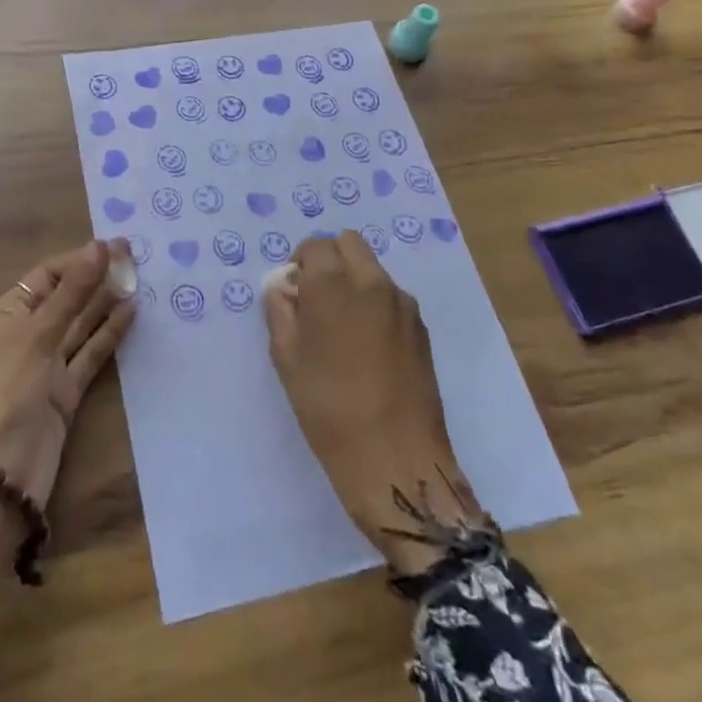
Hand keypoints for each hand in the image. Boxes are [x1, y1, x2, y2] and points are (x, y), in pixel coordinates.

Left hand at [0, 239, 136, 596]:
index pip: (47, 276)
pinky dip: (109, 334)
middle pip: (66, 297)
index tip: (116, 246)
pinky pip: (91, 353)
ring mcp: (47, 364)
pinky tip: (132, 313)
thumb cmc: (9, 392)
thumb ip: (73, 292)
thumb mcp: (38, 335)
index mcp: (7, 315)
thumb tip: (99, 246)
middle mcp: (26, 335)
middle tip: (136, 257)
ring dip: (106, 303)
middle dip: (96, 277)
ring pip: (81, 324)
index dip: (80, 259)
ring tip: (140, 279)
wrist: (2, 474)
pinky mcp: (66, 390)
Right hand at [264, 231, 474, 574]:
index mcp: (333, 283)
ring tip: (344, 328)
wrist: (395, 457)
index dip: (300, 263)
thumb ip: (281, 312)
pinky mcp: (421, 327)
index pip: (315, 246)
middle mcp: (371, 281)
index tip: (294, 293)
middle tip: (317, 299)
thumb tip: (284, 289)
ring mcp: (402, 303)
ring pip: (373, 269)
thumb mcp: (287, 359)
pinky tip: (368, 347)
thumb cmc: (328, 407)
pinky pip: (391, 297)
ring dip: (354, 281)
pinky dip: (375, 304)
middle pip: (349, 244)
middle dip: (330, 260)